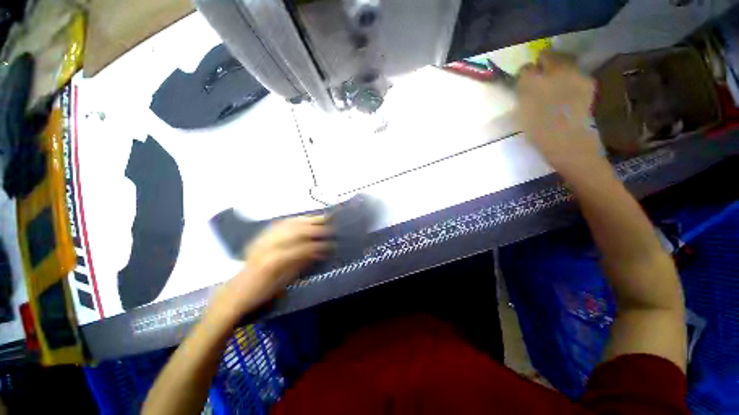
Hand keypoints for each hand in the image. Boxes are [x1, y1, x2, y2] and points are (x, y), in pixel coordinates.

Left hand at [210, 216, 330, 321]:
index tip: (332, 244)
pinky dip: (294, 220)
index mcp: (275, 261)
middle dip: (316, 228)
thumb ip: (302, 263)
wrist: (236, 291)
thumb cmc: (262, 292)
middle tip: (330, 227)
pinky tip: (303, 219)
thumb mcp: (285, 282)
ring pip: (289, 224)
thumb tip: (319, 252)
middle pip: (297, 231)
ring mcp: (264, 239)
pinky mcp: (261, 237)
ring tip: (321, 218)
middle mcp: (269, 246)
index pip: (303, 248)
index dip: (319, 245)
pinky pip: (280, 223)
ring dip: (307, 220)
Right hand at [517, 51, 601, 172]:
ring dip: (558, 70)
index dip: (526, 74)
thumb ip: (523, 94)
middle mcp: (553, 73)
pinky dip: (571, 78)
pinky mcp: (587, 82)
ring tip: (556, 84)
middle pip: (547, 56)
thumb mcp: (521, 113)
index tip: (525, 81)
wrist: (567, 141)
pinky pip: (576, 73)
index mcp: (531, 83)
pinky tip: (569, 92)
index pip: (526, 68)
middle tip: (542, 77)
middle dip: (543, 65)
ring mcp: (573, 75)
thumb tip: (525, 82)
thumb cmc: (538, 131)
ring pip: (564, 61)